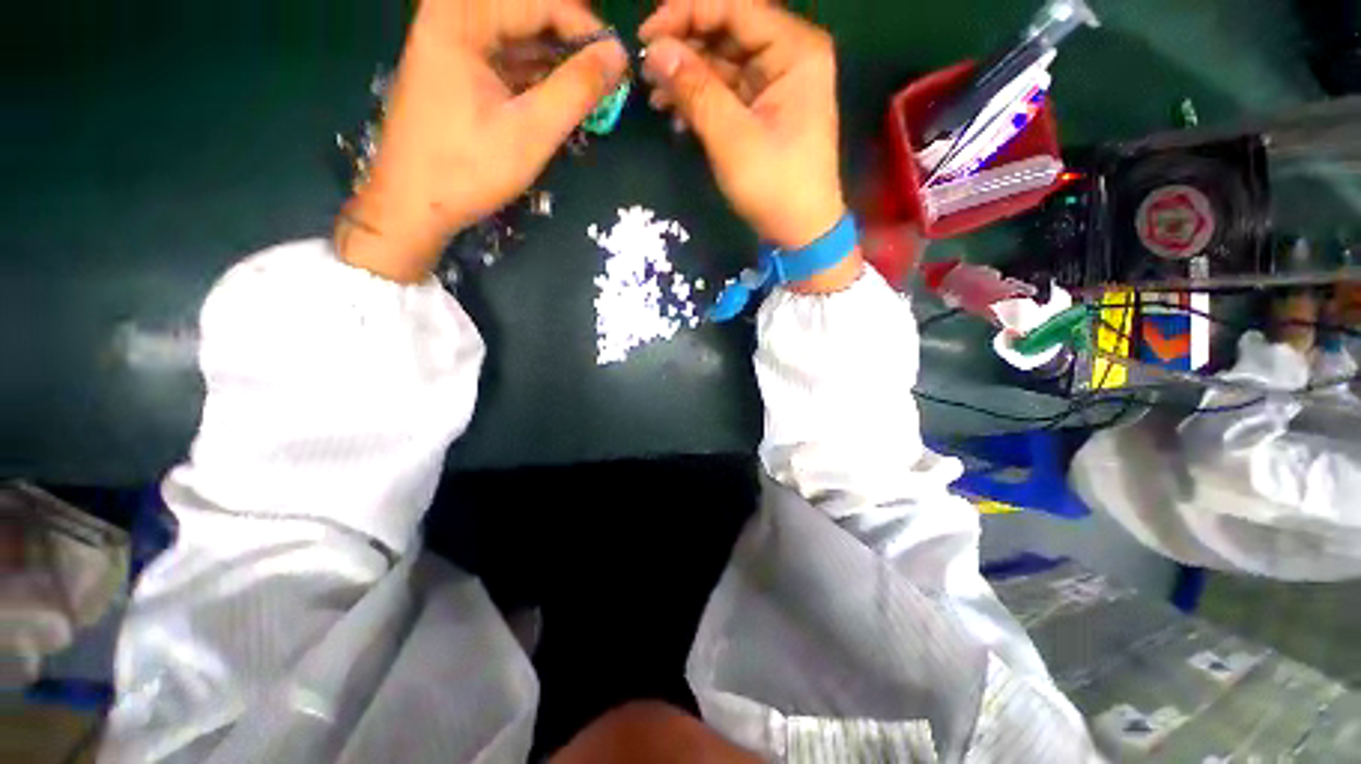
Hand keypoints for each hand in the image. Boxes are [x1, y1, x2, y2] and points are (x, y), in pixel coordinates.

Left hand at [338, 0, 628, 282]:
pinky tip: (558, 98)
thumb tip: (618, 56)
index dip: (584, 27)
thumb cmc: (468, 168)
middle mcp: (452, 18)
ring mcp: (450, 44)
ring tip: (588, 92)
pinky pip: (504, 59)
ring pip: (517, 37)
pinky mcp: (454, 71)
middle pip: (525, 14)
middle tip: (605, 78)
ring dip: (555, 62)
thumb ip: (577, 89)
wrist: (412, 206)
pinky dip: (535, 76)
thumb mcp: (531, 131)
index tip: (618, 62)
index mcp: (461, 18)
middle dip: (569, 43)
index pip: (537, 2)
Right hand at [640, 0, 857, 291]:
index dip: (685, 13)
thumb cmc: (774, 185)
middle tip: (646, 72)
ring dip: (687, 77)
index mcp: (794, 49)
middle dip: (684, 48)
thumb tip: (655, 51)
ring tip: (654, 97)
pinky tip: (675, 115)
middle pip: (727, 31)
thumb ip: (695, 89)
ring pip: (723, 62)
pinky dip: (700, 100)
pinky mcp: (764, 109)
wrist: (800, 232)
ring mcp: (776, 83)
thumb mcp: (732, 137)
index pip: (734, 7)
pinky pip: (727, 91)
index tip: (645, 38)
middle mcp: (788, 56)